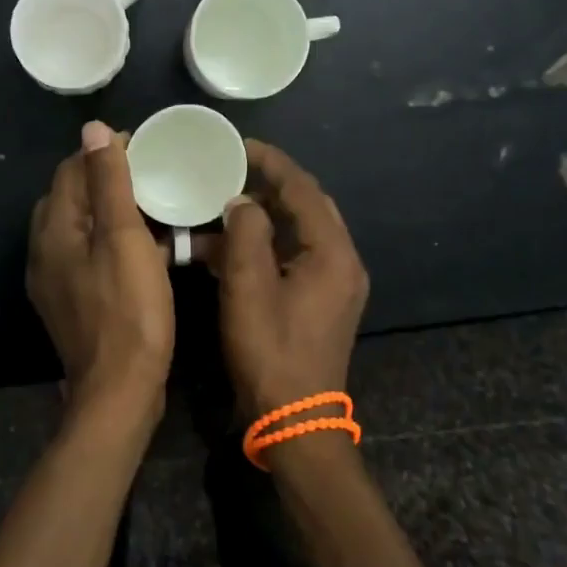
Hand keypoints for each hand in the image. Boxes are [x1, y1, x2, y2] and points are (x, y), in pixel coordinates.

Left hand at [28, 121, 173, 434]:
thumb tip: (93, 128)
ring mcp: (56, 280)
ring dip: (114, 212)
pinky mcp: (74, 302)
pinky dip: (115, 243)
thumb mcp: (124, 239)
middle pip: (72, 198)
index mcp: (53, 231)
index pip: (71, 172)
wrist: (120, 392)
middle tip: (151, 173)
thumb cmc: (128, 311)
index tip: (144, 146)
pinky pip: (91, 256)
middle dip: (107, 179)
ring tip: (154, 205)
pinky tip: (150, 248)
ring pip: (83, 228)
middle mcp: (45, 251)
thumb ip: (109, 182)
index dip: (104, 152)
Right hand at [218, 140, 369, 420]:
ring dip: (265, 217)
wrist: (296, 421)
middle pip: (308, 207)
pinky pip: (295, 258)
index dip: (272, 162)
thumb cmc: (271, 352)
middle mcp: (342, 262)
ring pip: (300, 233)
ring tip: (224, 204)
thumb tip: (242, 201)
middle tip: (231, 171)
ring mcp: (334, 284)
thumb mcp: (248, 288)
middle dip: (270, 185)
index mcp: (332, 253)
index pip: (303, 190)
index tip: (240, 145)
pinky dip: (266, 247)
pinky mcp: (322, 302)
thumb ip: (246, 234)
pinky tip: (229, 248)